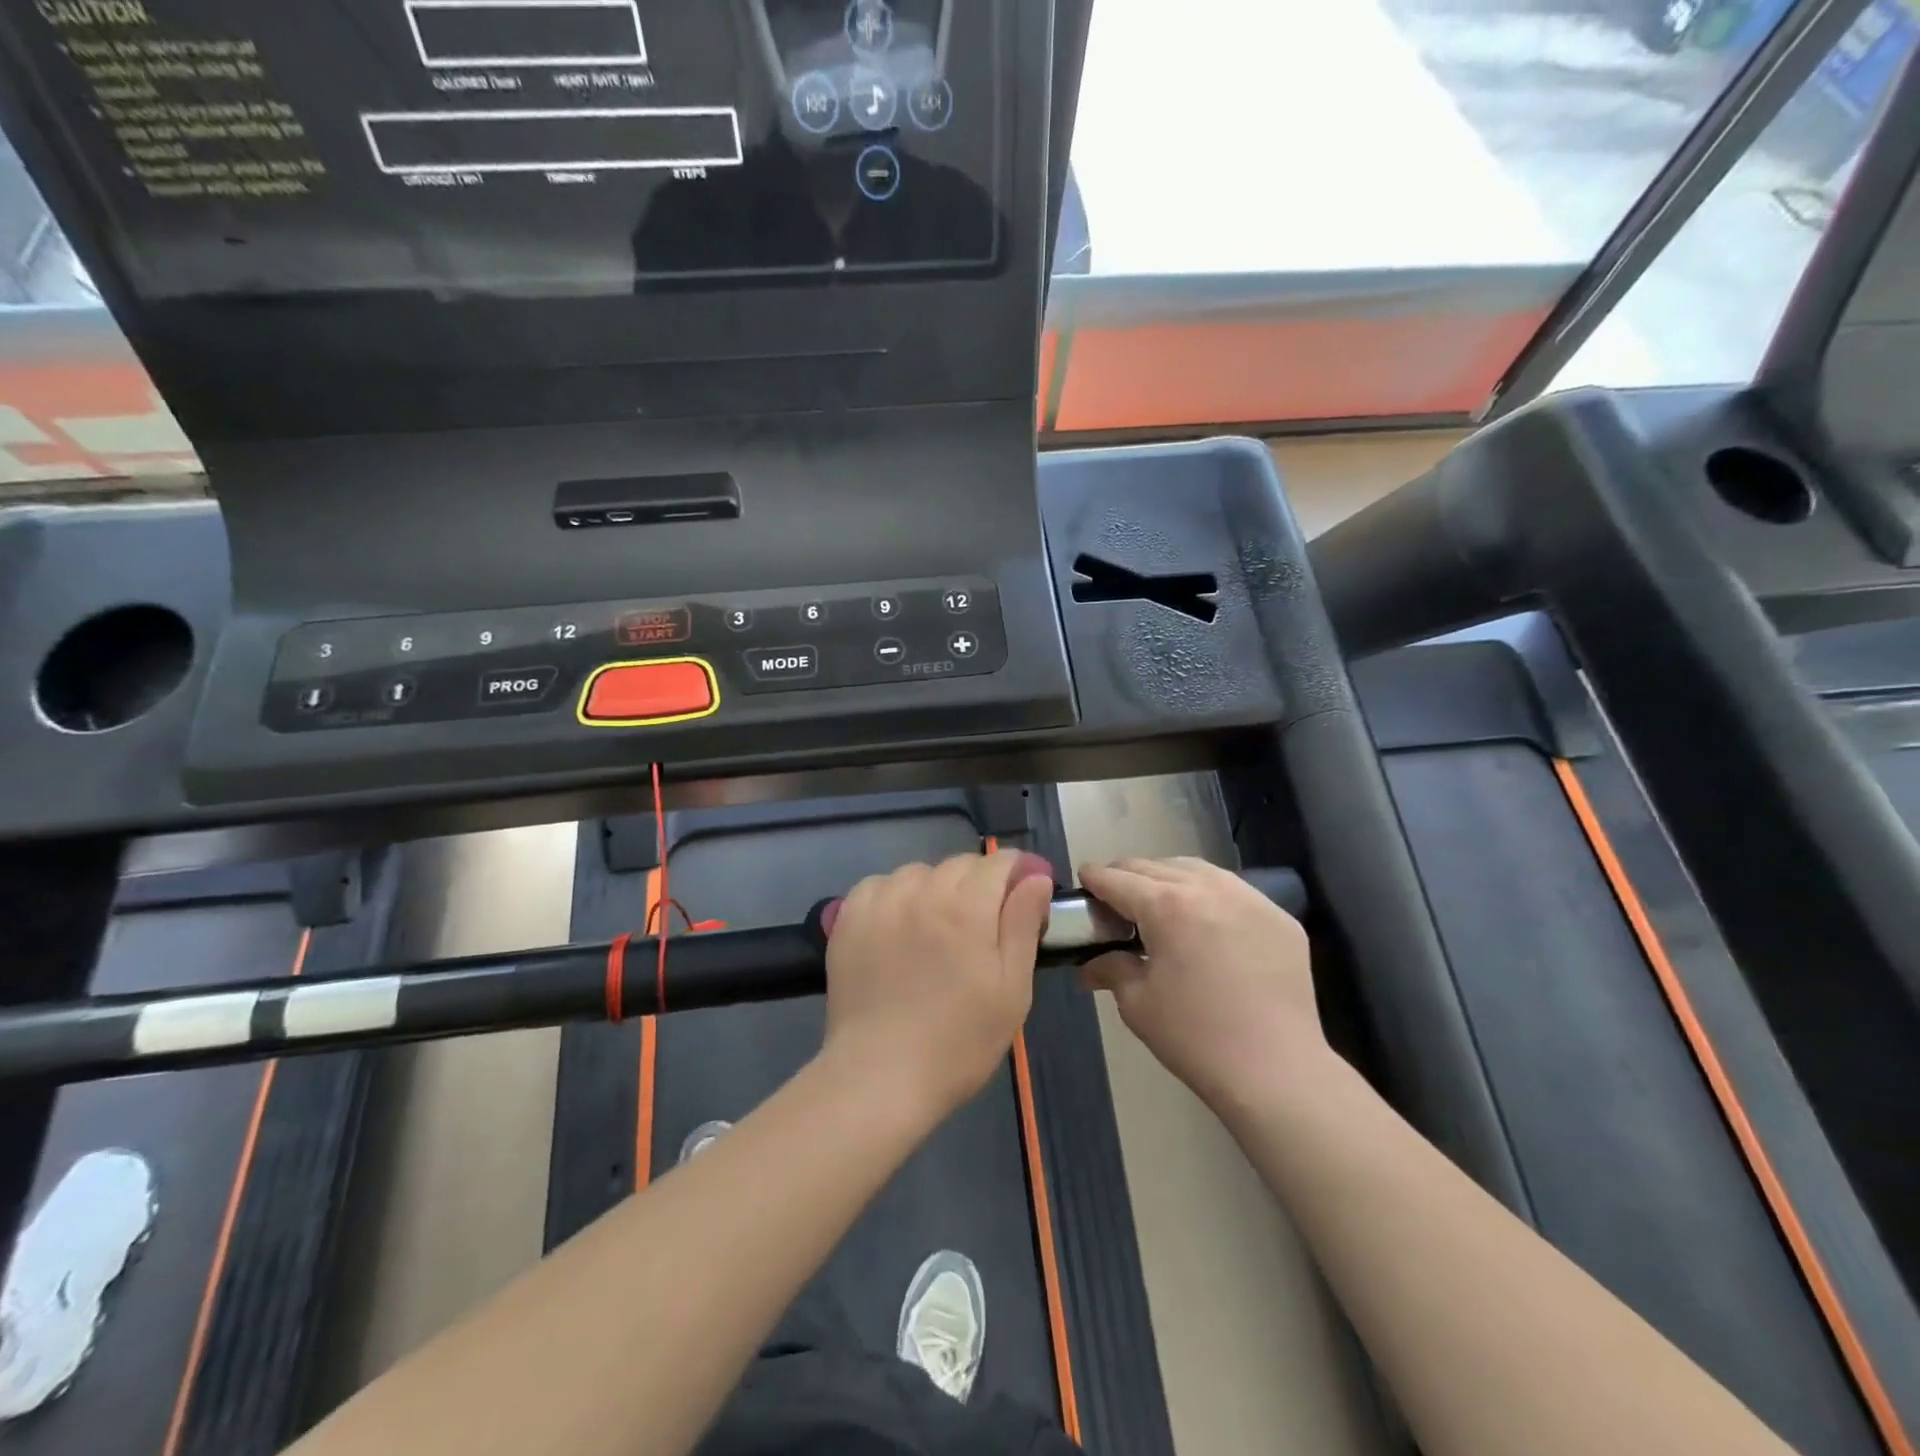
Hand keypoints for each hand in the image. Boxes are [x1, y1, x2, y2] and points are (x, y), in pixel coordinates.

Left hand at [822, 850, 1054, 1118]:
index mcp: (967, 907)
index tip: (1022, 898)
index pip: (998, 862)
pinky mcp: (849, 917)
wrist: (879, 1077)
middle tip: (981, 928)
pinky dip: (895, 896)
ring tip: (936, 930)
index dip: (1016, 874)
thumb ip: (1023, 925)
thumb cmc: (958, 1042)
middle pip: (959, 865)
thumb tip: (1035, 877)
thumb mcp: (1011, 990)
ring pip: (919, 873)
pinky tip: (898, 928)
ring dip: (935, 889)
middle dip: (978, 884)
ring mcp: (881, 902)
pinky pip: (880, 885)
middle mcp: (922, 891)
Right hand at [1080, 857, 1321, 1110]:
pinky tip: (1206, 922)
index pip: (1118, 879)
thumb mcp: (1138, 1003)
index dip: (1094, 877)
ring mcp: (1249, 898)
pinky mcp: (1279, 917)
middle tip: (1115, 896)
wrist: (1277, 1071)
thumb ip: (1111, 969)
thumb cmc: (1195, 1037)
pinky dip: (1209, 896)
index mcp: (1166, 905)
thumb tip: (1091, 965)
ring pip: (1197, 869)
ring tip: (1159, 901)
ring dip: (1169, 878)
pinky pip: (1234, 891)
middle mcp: (1207, 887)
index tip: (1084, 880)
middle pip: (1155, 867)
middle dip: (1129, 876)